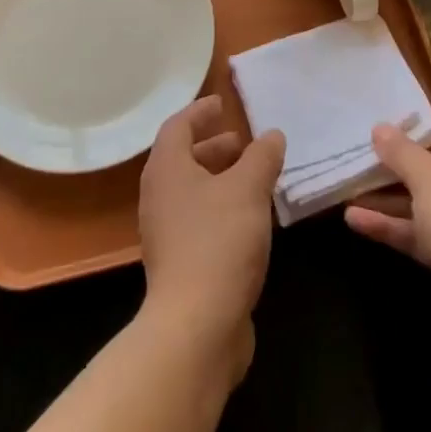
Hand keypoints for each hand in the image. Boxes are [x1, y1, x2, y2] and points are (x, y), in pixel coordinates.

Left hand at [137, 95, 285, 382]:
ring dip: (220, 179)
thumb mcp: (249, 189)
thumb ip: (262, 157)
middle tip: (243, 141)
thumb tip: (272, 135)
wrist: (196, 328)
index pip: (178, 126)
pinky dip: (222, 208)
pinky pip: (200, 220)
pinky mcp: (179, 264)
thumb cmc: (219, 241)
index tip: (222, 103)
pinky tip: (250, 218)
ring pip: (193, 192)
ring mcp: (166, 233)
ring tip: (254, 177)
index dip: (200, 111)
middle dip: (214, 146)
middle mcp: (159, 196)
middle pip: (183, 158)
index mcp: (167, 169)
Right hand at [343, 118, 430, 356]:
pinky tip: (357, 221)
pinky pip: (427, 235)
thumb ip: (400, 151)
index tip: (404, 135)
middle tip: (370, 160)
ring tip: (351, 190)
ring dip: (392, 198)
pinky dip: (397, 227)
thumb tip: (380, 128)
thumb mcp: (425, 176)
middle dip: (404, 167)